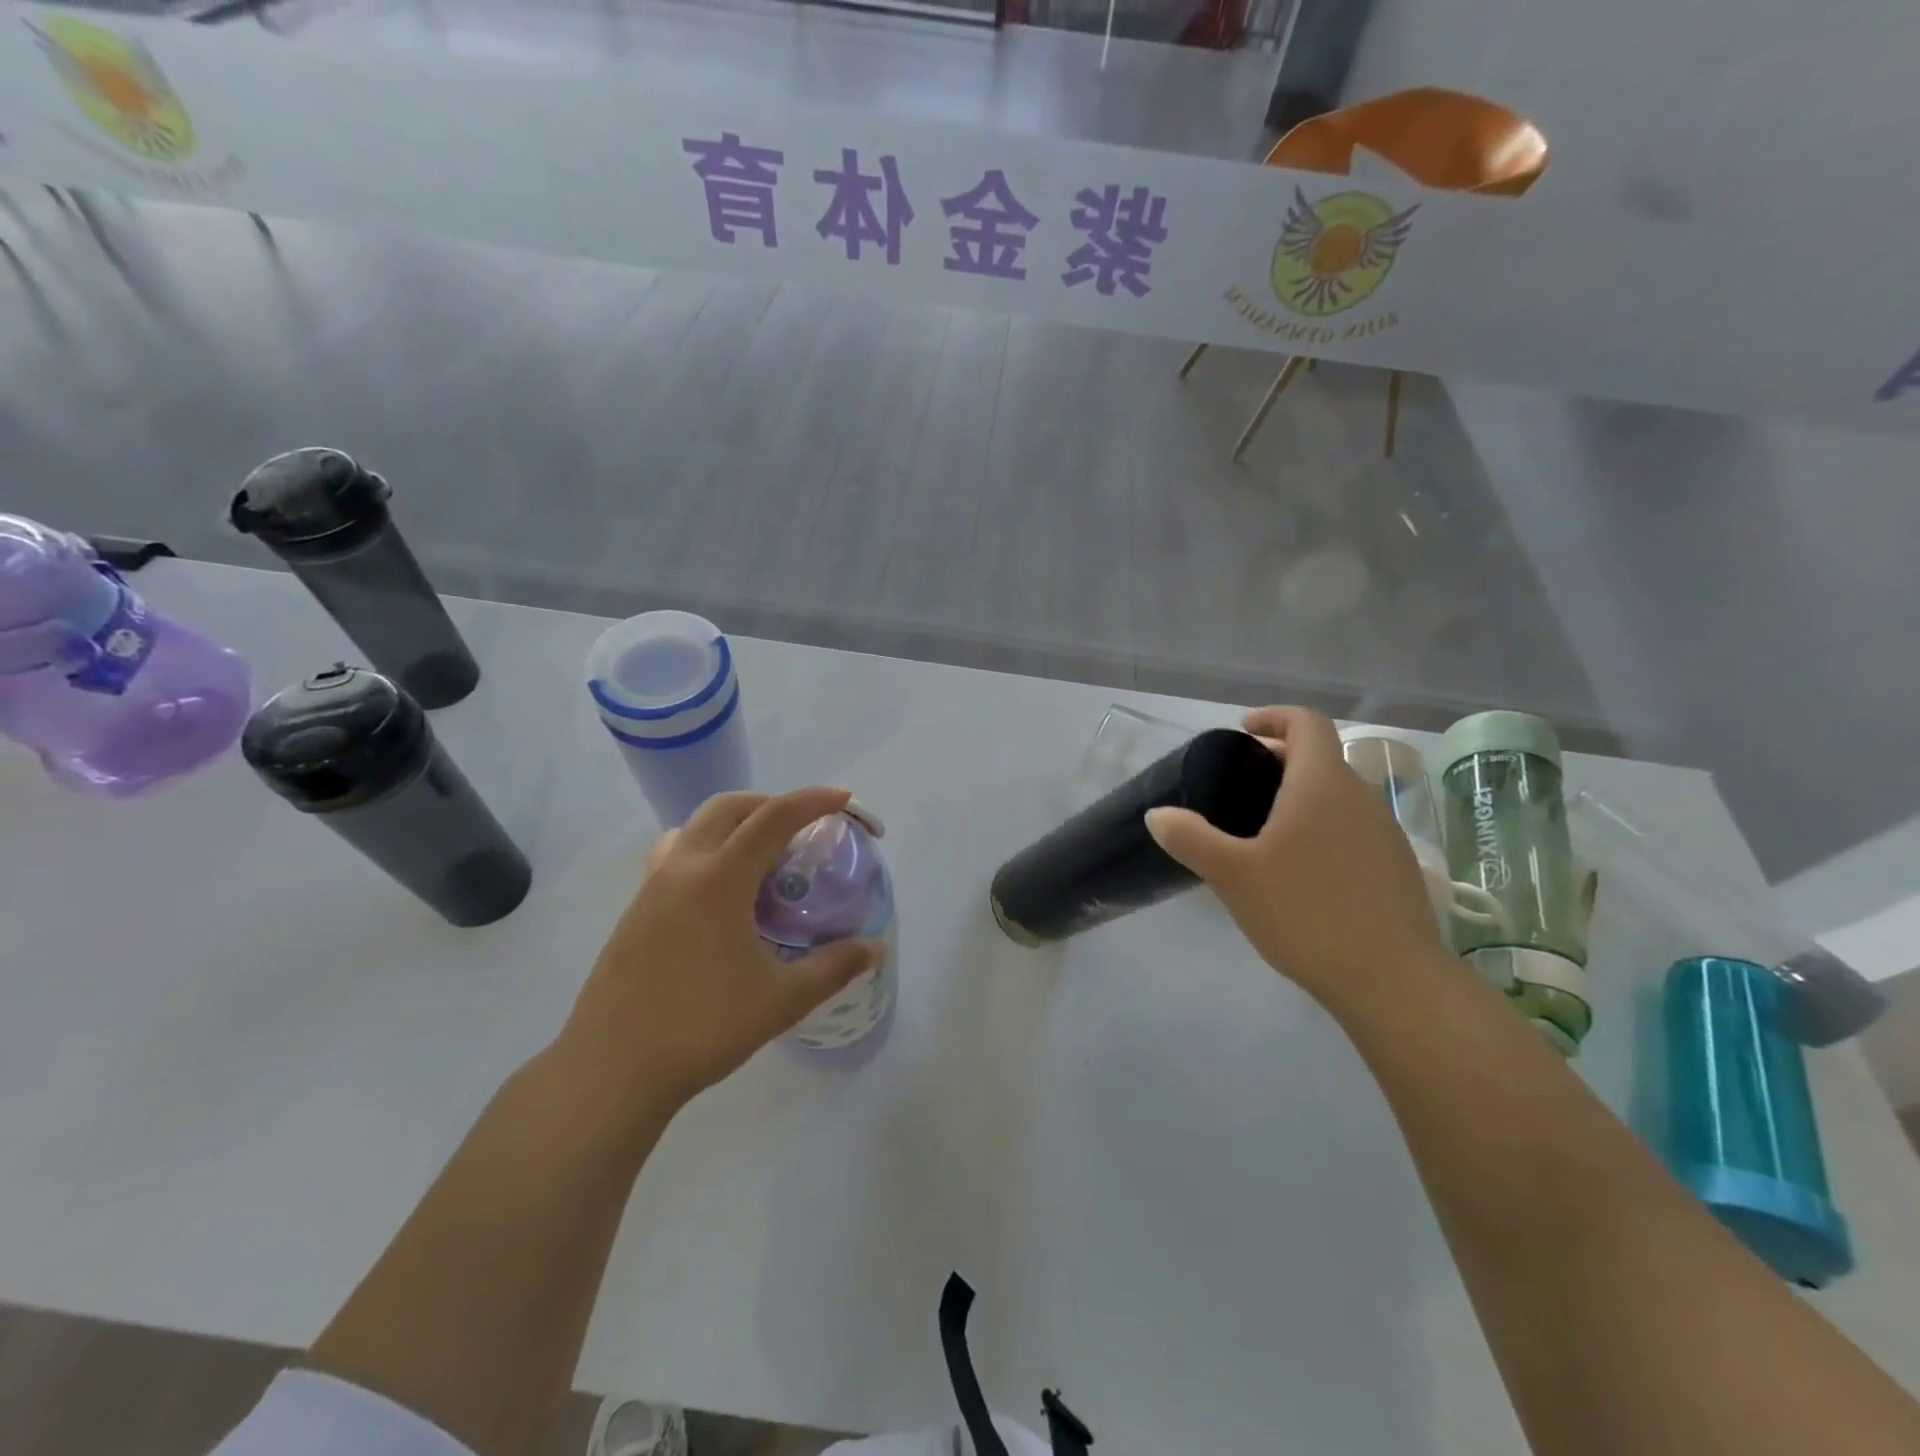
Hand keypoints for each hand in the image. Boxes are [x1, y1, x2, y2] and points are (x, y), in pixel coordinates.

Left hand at [559, 787, 884, 1116]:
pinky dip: (705, 853)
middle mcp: (682, 869)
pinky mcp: (634, 913)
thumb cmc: (703, 1027)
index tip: (843, 799)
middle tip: (800, 829)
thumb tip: (874, 948)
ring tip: (758, 857)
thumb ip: (833, 968)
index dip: (812, 801)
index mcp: (720, 879)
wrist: (611, 1070)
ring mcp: (651, 889)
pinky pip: (673, 858)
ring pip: (693, 829)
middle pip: (726, 808)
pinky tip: (719, 900)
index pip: (773, 818)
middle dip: (768, 804)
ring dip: (730, 824)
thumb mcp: (782, 1000)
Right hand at [1145, 707, 1446, 1000]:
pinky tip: (1301, 870)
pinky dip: (1324, 826)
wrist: (1391, 980)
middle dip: (1281, 759)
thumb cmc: (1305, 912)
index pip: (1307, 723)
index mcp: (1322, 784)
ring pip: (1339, 794)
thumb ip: (1190, 838)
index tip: (1243, 731)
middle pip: (1322, 757)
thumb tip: (1157, 814)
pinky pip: (1354, 826)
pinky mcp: (1397, 866)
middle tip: (1241, 785)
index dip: (1274, 716)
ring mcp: (1385, 832)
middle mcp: (1360, 796)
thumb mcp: (1233, 875)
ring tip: (1265, 829)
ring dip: (1303, 795)